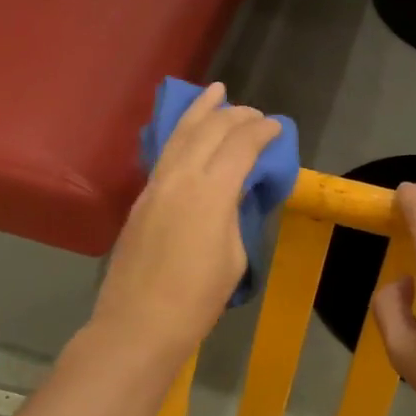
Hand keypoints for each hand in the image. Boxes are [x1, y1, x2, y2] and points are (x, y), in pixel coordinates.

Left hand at [89, 83, 281, 364]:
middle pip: (210, 130)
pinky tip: (188, 133)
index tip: (276, 127)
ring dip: (201, 112)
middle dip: (235, 116)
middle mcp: (181, 176)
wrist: (140, 322)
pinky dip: (181, 135)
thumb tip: (234, 193)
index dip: (262, 131)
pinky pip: (165, 154)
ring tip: (215, 93)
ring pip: (180, 135)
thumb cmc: (197, 299)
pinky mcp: (140, 198)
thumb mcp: (233, 256)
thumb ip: (234, 214)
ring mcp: (155, 185)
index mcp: (211, 191)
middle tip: (254, 114)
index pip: (241, 145)